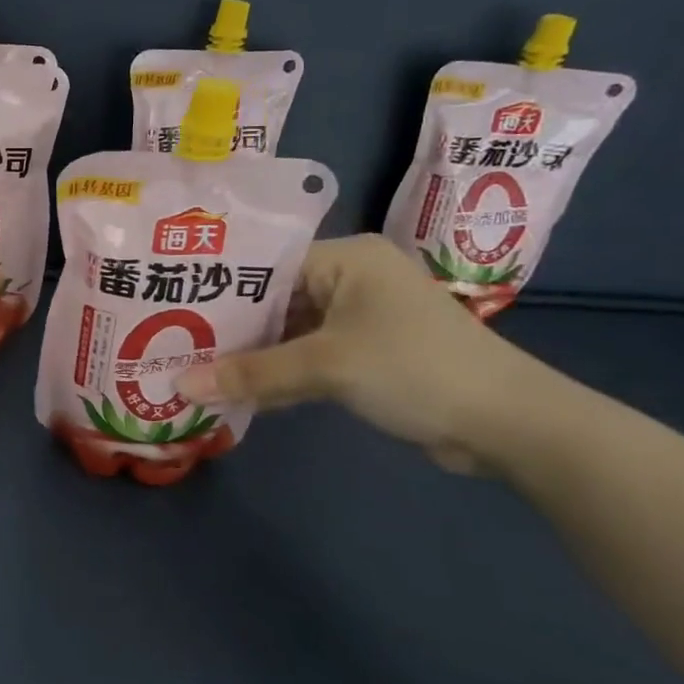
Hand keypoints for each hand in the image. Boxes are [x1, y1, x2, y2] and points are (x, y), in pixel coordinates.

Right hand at [174, 234, 562, 473]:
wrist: (511, 425)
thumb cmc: (416, 370)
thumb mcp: (327, 367)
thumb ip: (252, 374)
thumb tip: (178, 387)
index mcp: (347, 257)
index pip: (266, 264)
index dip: (219, 287)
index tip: (171, 305)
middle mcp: (352, 278)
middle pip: (274, 298)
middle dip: (230, 325)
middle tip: (171, 340)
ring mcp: (361, 317)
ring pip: (289, 330)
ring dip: (252, 353)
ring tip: (192, 364)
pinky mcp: (368, 353)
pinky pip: (309, 354)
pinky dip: (280, 371)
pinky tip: (237, 387)